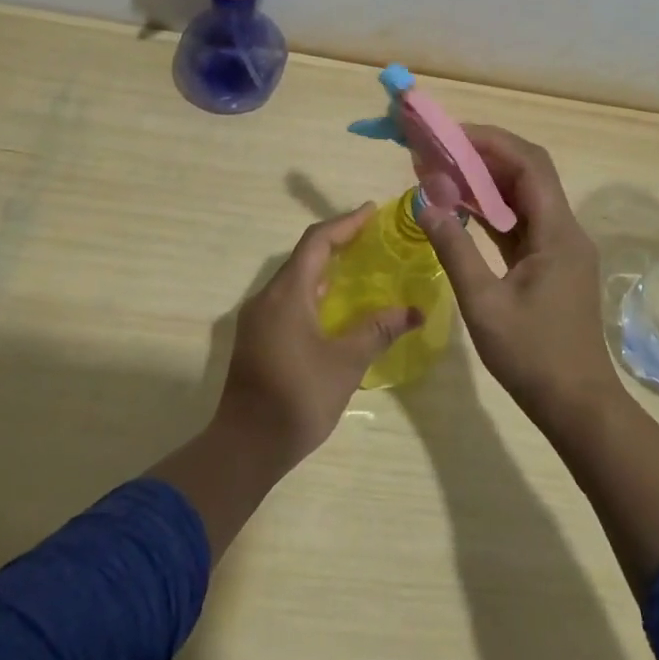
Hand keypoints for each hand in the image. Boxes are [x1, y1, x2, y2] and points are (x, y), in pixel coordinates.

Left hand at [216, 203, 423, 466]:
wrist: (244, 448)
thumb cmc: (297, 399)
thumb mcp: (346, 363)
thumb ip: (378, 330)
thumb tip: (415, 311)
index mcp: (286, 293)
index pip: (317, 242)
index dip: (345, 223)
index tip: (372, 211)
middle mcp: (267, 296)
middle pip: (304, 256)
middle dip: (338, 242)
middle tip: (372, 237)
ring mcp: (258, 318)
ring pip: (295, 279)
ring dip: (325, 268)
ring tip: (360, 267)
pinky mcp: (257, 338)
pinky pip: (289, 299)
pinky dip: (315, 291)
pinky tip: (336, 307)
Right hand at [418, 126, 626, 428]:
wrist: (578, 406)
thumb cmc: (532, 357)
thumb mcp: (484, 304)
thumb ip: (454, 249)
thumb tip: (425, 200)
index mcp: (556, 232)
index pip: (529, 164)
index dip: (491, 142)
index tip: (451, 136)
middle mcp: (564, 229)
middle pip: (528, 173)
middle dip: (485, 155)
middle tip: (441, 151)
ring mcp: (560, 246)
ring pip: (524, 196)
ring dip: (487, 182)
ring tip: (444, 172)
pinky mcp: (551, 263)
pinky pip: (521, 221)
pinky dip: (492, 210)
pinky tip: (461, 209)